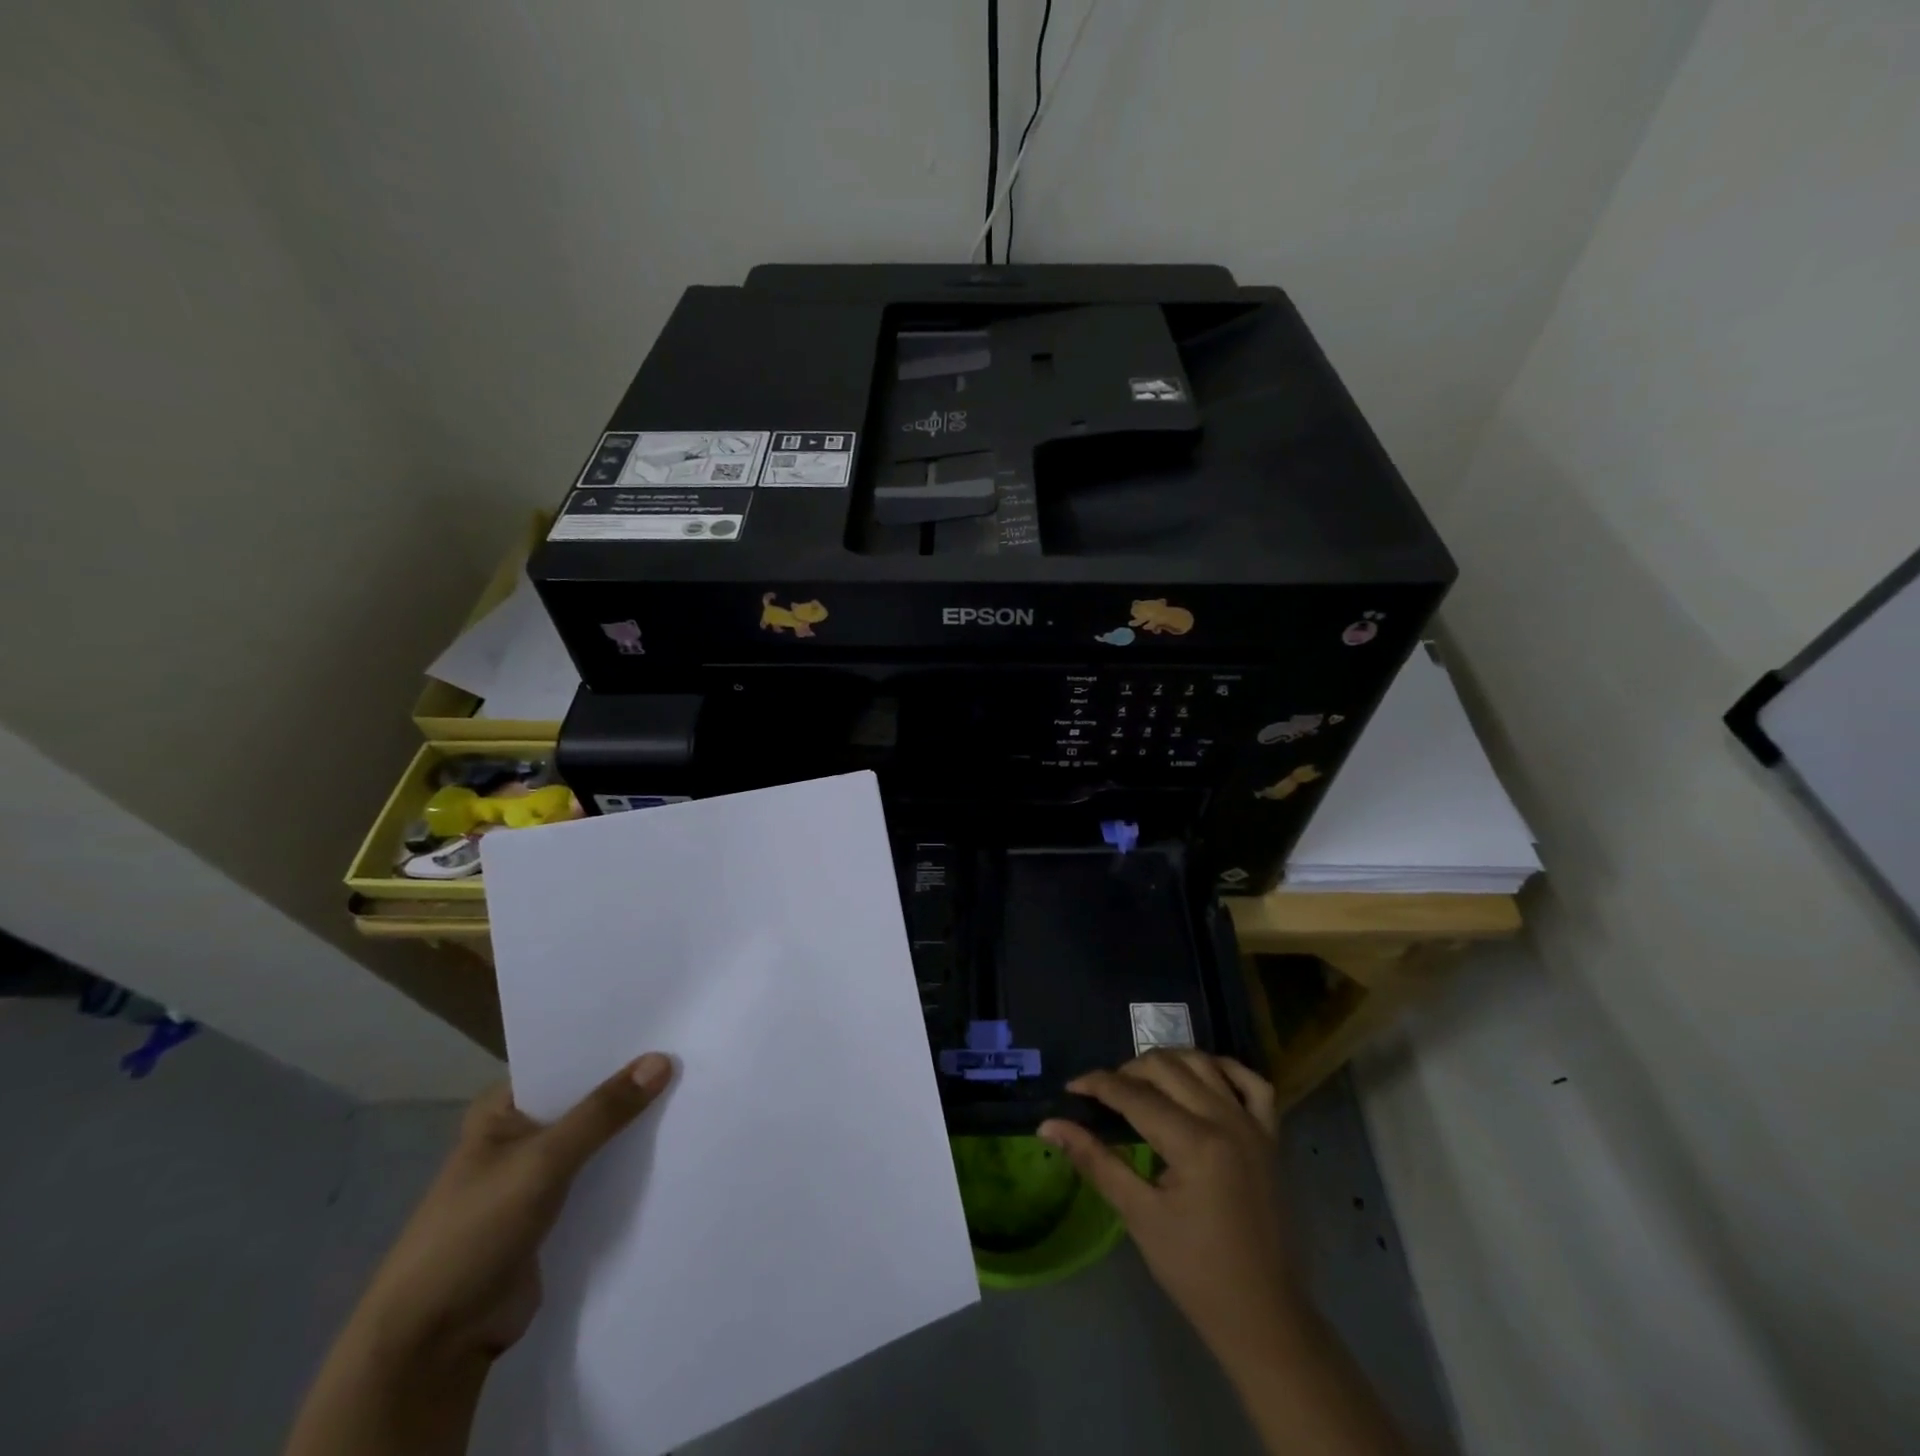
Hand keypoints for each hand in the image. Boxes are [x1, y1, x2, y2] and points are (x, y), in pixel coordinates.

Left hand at [286, 1054, 674, 1455]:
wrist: (435, 1342)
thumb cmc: (475, 1231)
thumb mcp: (543, 1162)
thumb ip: (603, 1112)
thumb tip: (662, 1060)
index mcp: (504, 1108)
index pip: (567, 1060)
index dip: (613, 1044)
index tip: (666, 1023)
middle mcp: (523, 1132)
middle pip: (588, 1098)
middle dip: (631, 1084)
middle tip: (692, 1053)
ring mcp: (540, 1173)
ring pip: (599, 1137)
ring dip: (635, 1126)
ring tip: (696, 1090)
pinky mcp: (558, 1210)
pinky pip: (603, 1174)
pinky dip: (631, 1164)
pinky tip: (675, 1144)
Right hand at [1038, 1052, 1302, 1377]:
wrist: (1262, 1316)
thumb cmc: (1195, 1272)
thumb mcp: (1139, 1215)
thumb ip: (1096, 1161)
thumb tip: (1049, 1126)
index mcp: (1195, 1143)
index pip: (1134, 1095)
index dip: (1097, 1085)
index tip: (1070, 1089)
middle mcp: (1226, 1120)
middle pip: (1167, 1068)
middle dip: (1128, 1071)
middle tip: (1104, 1094)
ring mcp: (1253, 1125)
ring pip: (1203, 1063)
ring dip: (1168, 1063)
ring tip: (1142, 1082)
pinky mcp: (1271, 1136)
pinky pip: (1250, 1082)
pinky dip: (1223, 1069)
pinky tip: (1202, 1077)